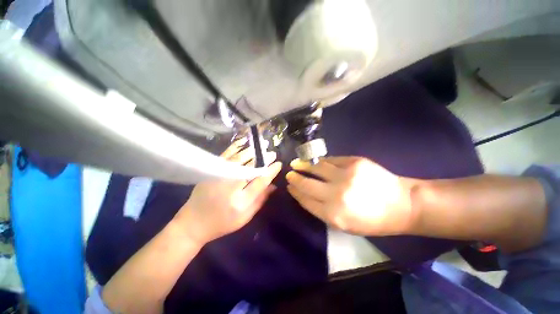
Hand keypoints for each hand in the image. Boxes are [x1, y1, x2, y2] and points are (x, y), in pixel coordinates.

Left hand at [176, 138, 281, 244]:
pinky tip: (243, 142)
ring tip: (262, 145)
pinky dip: (235, 147)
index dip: (270, 172)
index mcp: (240, 202)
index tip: (278, 164)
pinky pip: (225, 156)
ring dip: (252, 151)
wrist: (193, 223)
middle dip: (263, 159)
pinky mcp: (210, 171)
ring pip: (239, 160)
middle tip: (272, 153)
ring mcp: (218, 177)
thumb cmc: (223, 223)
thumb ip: (260, 200)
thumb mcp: (245, 217)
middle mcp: (230, 187)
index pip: (260, 182)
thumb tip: (273, 185)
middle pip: (250, 168)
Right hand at [286, 156, 413, 235]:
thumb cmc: (372, 220)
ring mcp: (346, 175)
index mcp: (334, 215)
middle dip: (295, 178)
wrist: (402, 204)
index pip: (306, 199)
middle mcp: (337, 194)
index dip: (295, 192)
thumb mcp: (344, 224)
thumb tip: (304, 194)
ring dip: (303, 165)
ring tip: (295, 163)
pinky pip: (330, 160)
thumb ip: (321, 210)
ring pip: (316, 167)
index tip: (289, 187)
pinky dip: (320, 161)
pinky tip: (314, 161)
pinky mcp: (354, 162)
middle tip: (289, 174)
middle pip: (307, 183)